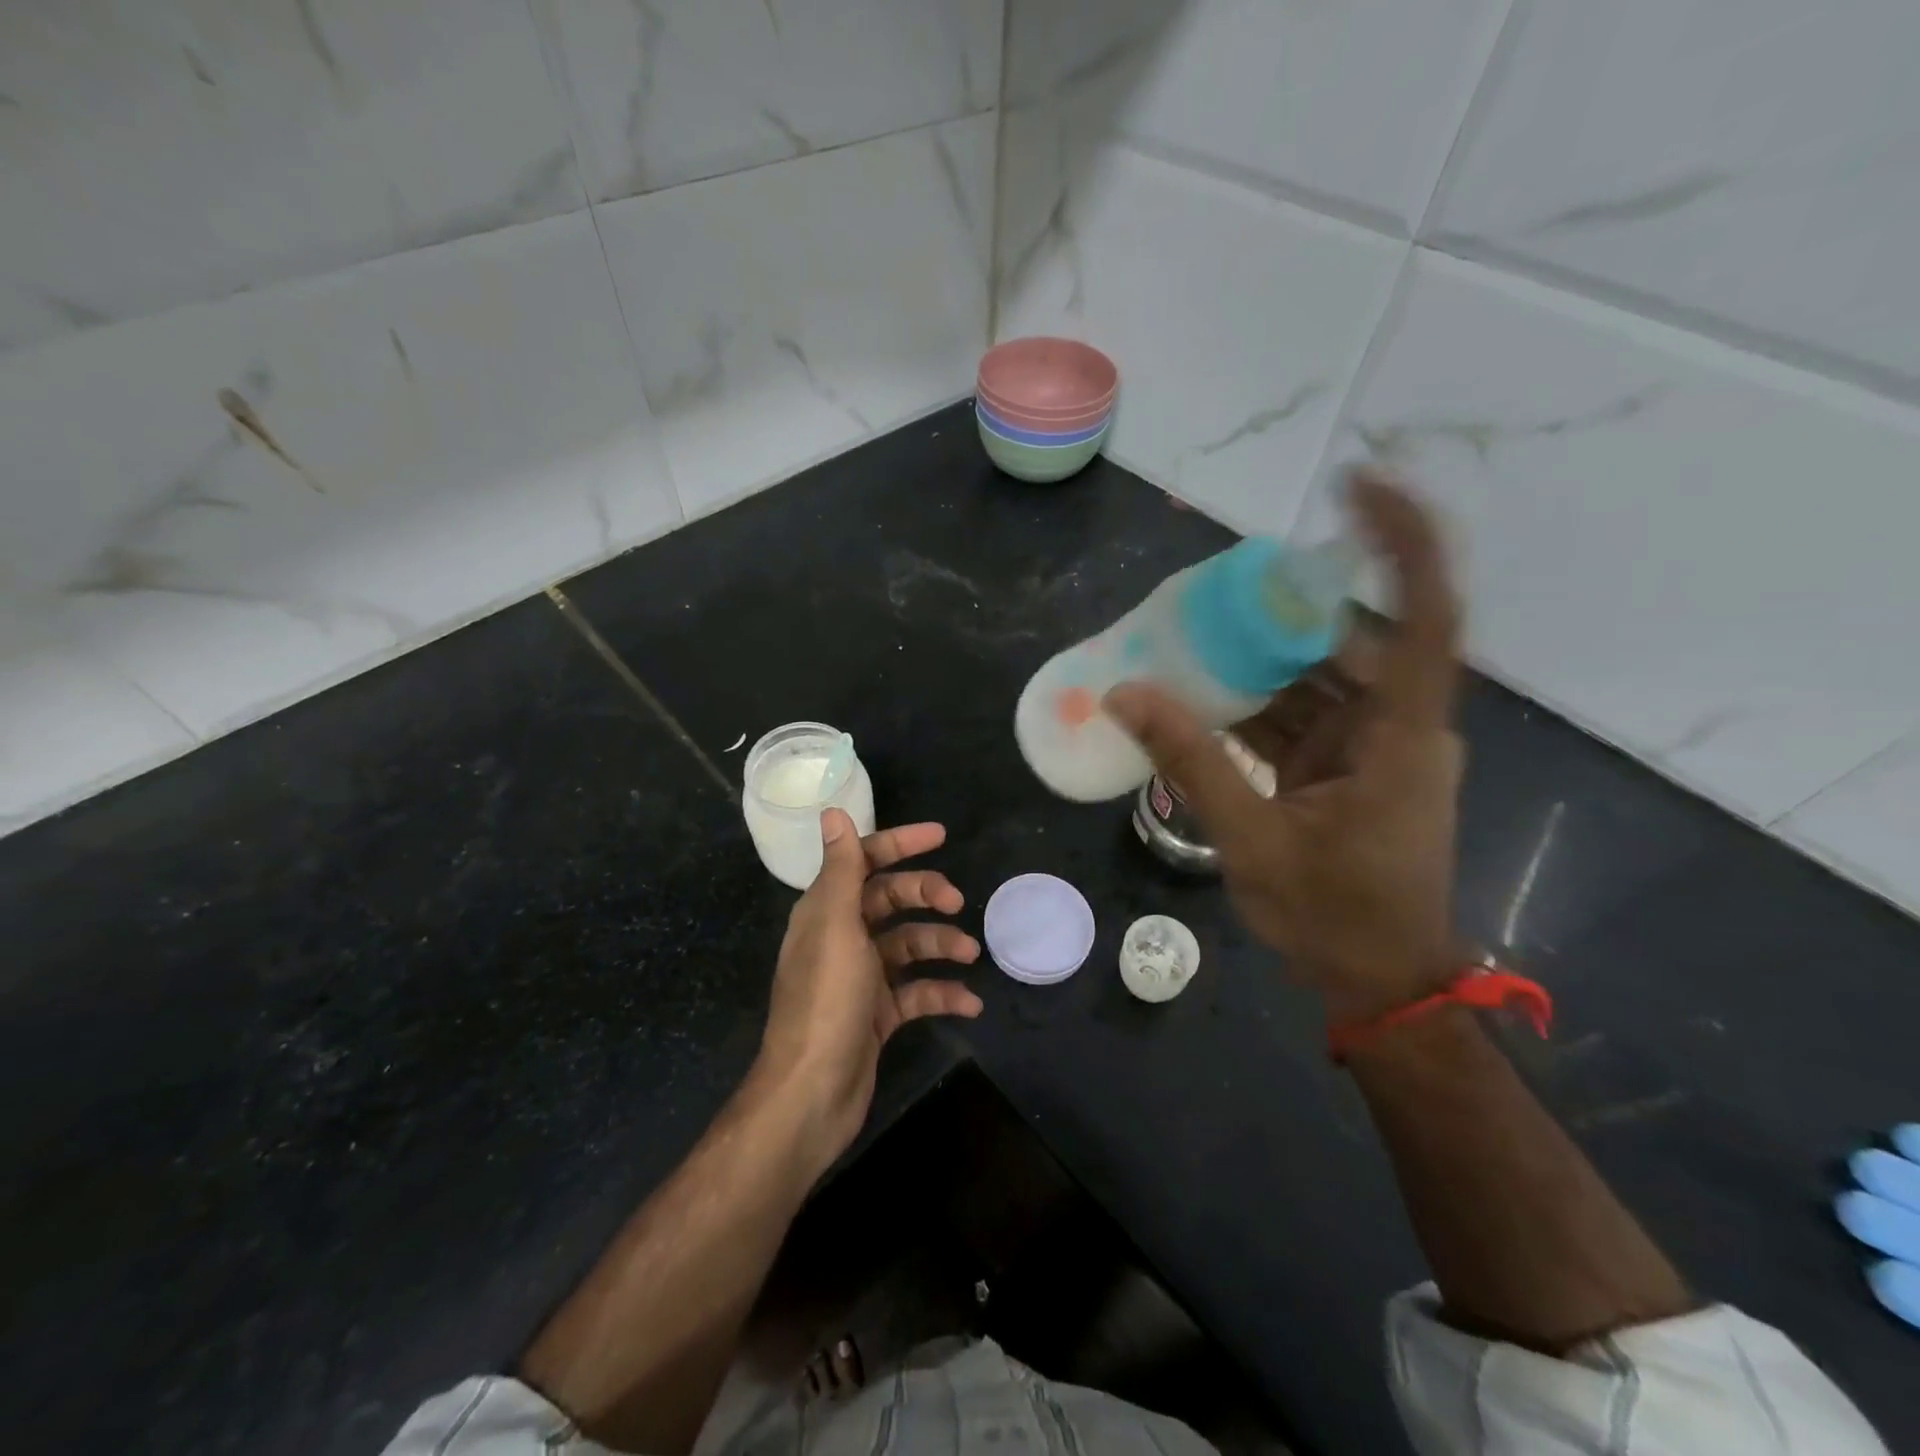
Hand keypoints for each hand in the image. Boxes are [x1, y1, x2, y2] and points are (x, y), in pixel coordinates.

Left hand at [752, 811, 982, 1172]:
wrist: (811, 1095)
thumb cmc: (825, 1001)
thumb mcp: (836, 927)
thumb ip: (841, 869)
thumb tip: (832, 811)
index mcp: (826, 911)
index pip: (864, 861)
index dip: (899, 843)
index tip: (940, 836)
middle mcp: (842, 937)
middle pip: (891, 900)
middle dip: (926, 895)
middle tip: (957, 902)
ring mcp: (860, 978)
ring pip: (908, 946)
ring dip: (940, 944)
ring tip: (971, 952)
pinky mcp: (877, 1014)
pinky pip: (916, 992)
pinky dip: (942, 992)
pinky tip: (969, 1002)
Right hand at [1105, 471, 1464, 1023]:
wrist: (1378, 981)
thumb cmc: (1334, 916)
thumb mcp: (1253, 839)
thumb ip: (1191, 761)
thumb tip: (1126, 694)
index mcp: (1399, 735)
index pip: (1425, 614)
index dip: (1401, 542)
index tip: (1359, 484)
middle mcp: (1396, 726)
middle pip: (1346, 640)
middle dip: (1281, 610)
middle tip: (1210, 589)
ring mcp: (1370, 747)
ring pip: (1315, 678)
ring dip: (1255, 661)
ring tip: (1185, 637)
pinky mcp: (1345, 768)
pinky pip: (1297, 715)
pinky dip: (1251, 704)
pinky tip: (1196, 697)